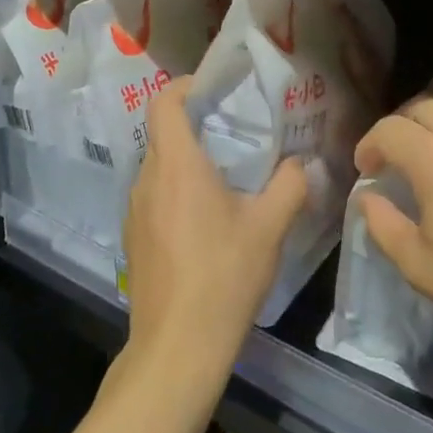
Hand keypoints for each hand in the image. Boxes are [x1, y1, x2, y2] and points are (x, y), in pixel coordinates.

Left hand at [121, 81, 307, 390]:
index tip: (212, 88)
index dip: (184, 86)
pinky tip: (204, 222)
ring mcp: (134, 210)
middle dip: (194, 126)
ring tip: (224, 179)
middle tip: (233, 133)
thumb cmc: (224, 276)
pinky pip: (153, 197)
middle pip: (162, 134)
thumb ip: (290, 185)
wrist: (177, 346)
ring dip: (186, 163)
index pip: (163, 102)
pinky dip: (175, 192)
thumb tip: (300, 162)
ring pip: (158, 168)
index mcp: (176, 165)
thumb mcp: (269, 227)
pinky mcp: (133, 238)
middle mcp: (147, 179)